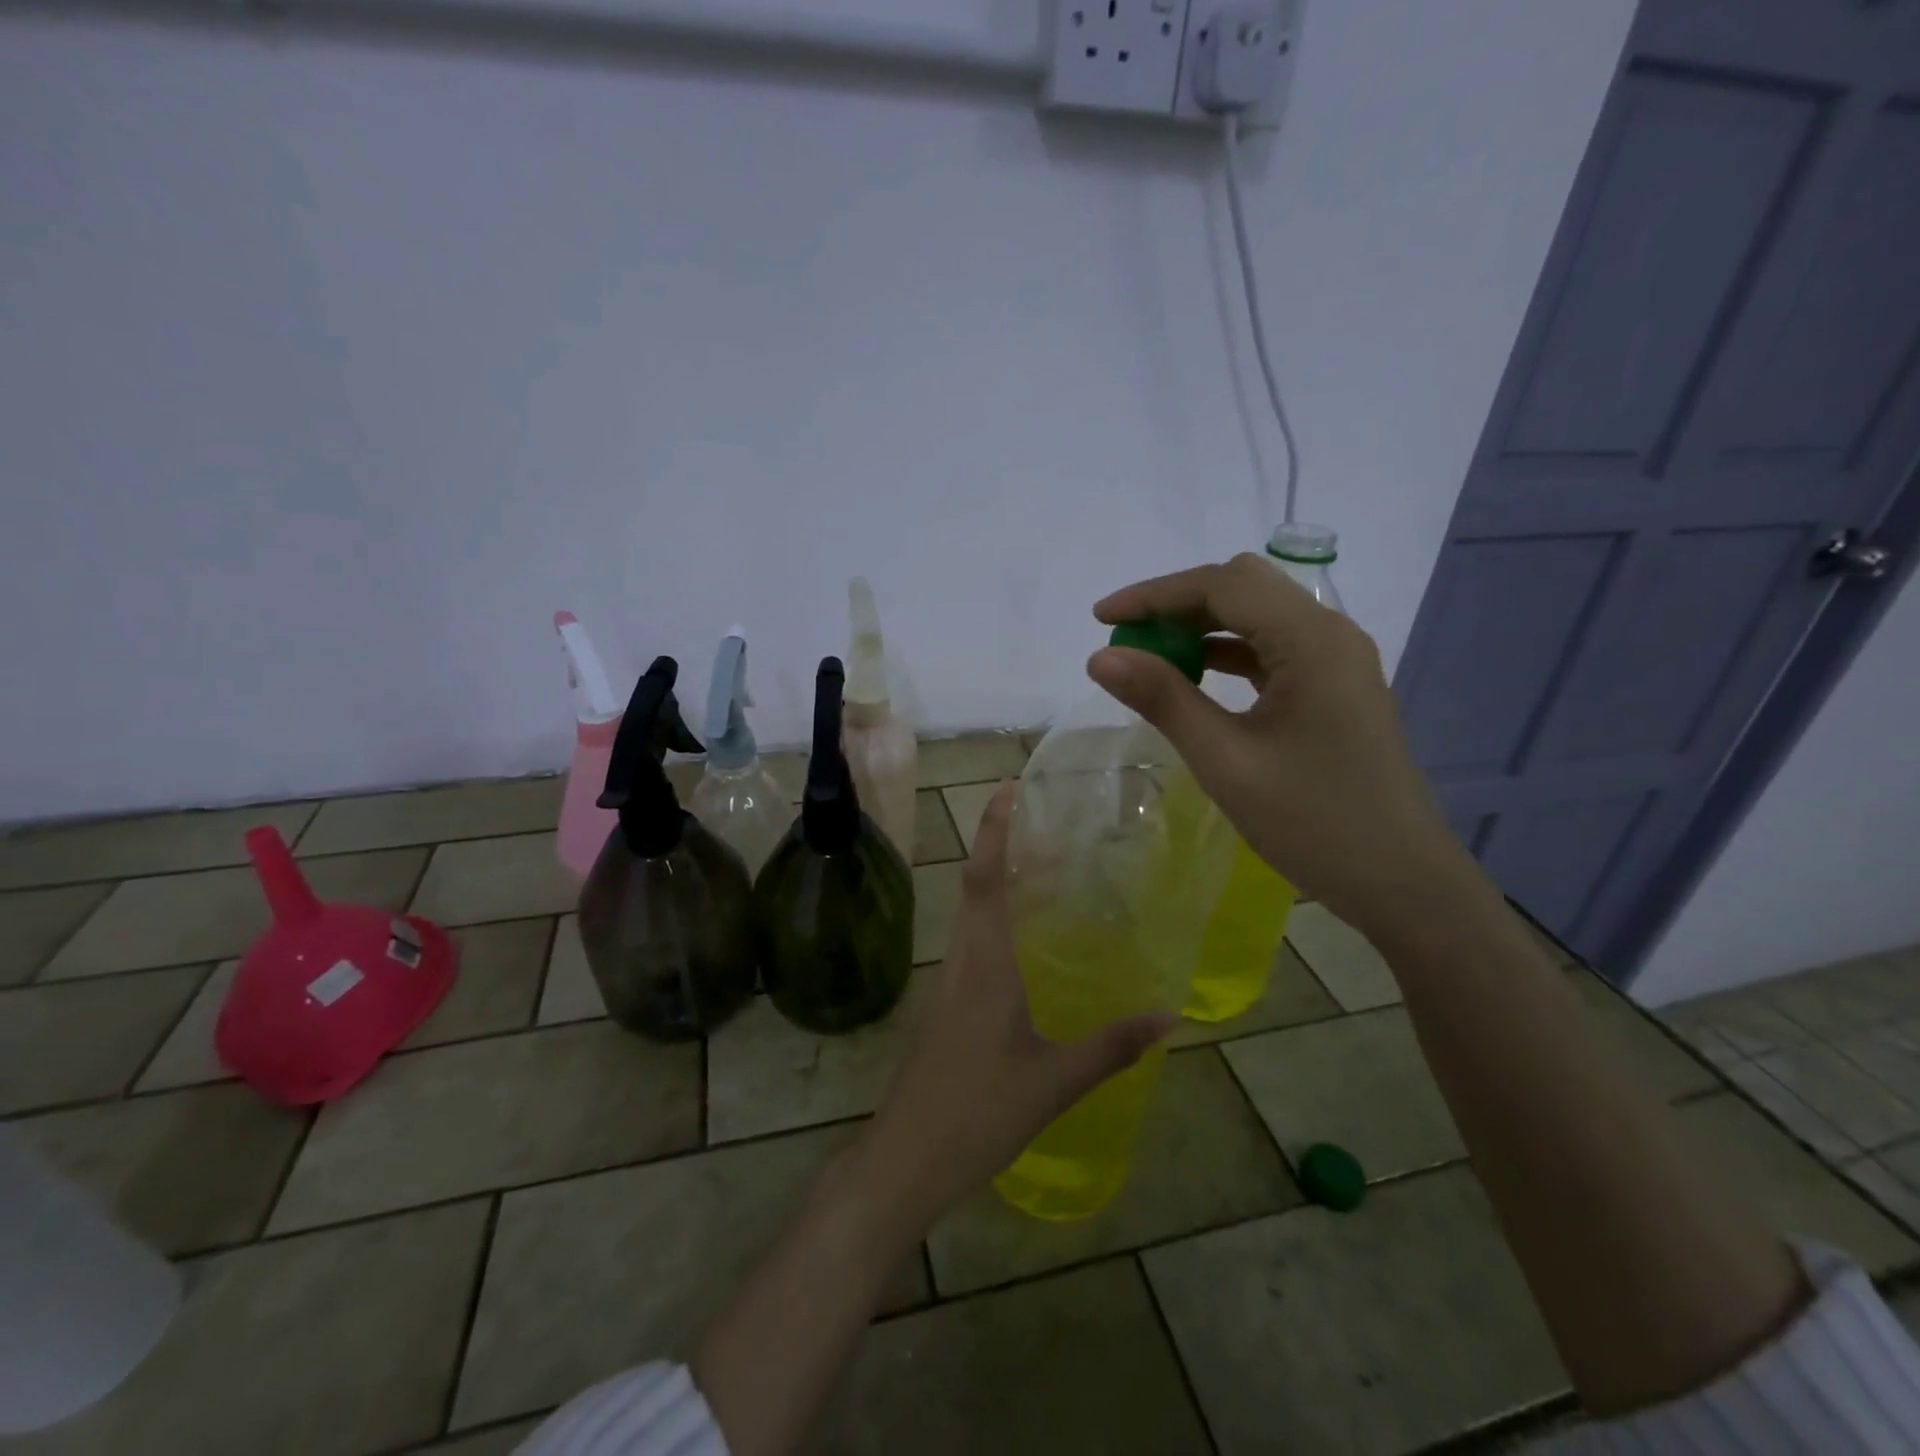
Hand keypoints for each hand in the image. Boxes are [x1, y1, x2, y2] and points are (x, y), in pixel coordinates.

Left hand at [862, 782, 1174, 1225]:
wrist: (908, 1157)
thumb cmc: (978, 1111)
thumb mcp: (1054, 1081)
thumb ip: (1112, 1047)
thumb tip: (1170, 1015)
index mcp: (984, 962)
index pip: (984, 877)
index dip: (994, 830)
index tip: (1008, 790)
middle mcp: (962, 959)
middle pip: (977, 885)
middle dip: (1004, 847)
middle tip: (1046, 825)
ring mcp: (949, 982)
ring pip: (973, 914)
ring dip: (1001, 882)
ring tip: (1046, 872)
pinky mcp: (947, 1005)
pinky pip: (974, 943)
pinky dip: (998, 920)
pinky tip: (1027, 942)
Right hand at [1088, 553, 1470, 939]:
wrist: (1401, 883)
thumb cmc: (1313, 823)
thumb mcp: (1226, 761)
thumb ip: (1164, 700)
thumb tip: (1100, 658)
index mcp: (1313, 641)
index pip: (1224, 584)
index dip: (1155, 595)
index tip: (1101, 620)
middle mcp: (1331, 635)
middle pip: (1244, 588)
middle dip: (1177, 605)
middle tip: (1127, 639)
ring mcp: (1337, 662)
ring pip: (1258, 616)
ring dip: (1201, 627)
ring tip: (1149, 658)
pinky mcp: (1334, 688)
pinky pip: (1271, 649)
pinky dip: (1226, 653)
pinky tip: (1194, 679)